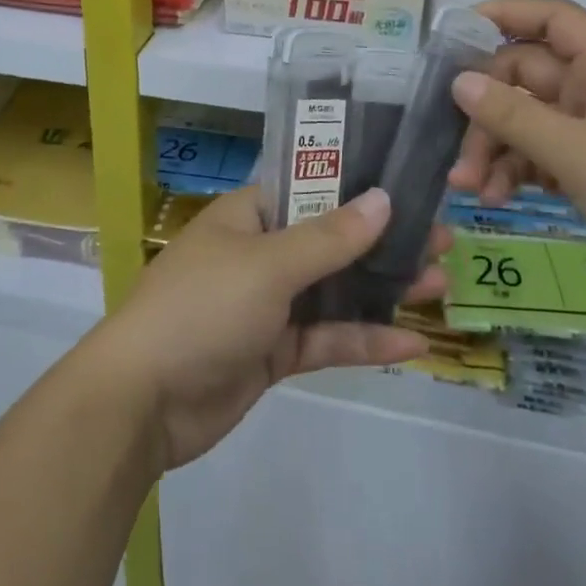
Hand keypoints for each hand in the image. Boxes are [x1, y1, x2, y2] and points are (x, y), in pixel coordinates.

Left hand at [86, 186, 448, 471]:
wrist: (143, 400)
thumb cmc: (203, 307)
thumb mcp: (268, 265)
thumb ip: (329, 237)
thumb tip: (383, 199)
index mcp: (250, 215)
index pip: (310, 187)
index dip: (357, 185)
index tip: (408, 185)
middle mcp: (260, 252)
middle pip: (331, 239)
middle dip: (383, 240)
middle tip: (441, 238)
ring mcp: (268, 304)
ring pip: (335, 290)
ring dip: (383, 289)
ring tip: (440, 282)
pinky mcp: (274, 352)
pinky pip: (326, 339)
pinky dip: (364, 340)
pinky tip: (413, 344)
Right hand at [447, 0, 585, 341]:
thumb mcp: (580, 155)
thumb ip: (515, 115)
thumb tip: (460, 81)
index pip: (556, 21)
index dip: (508, 14)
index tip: (455, 32)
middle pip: (529, 78)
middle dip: (486, 107)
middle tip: (452, 143)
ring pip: (530, 122)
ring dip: (494, 147)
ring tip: (467, 187)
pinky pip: (543, 160)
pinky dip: (515, 174)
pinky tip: (495, 199)